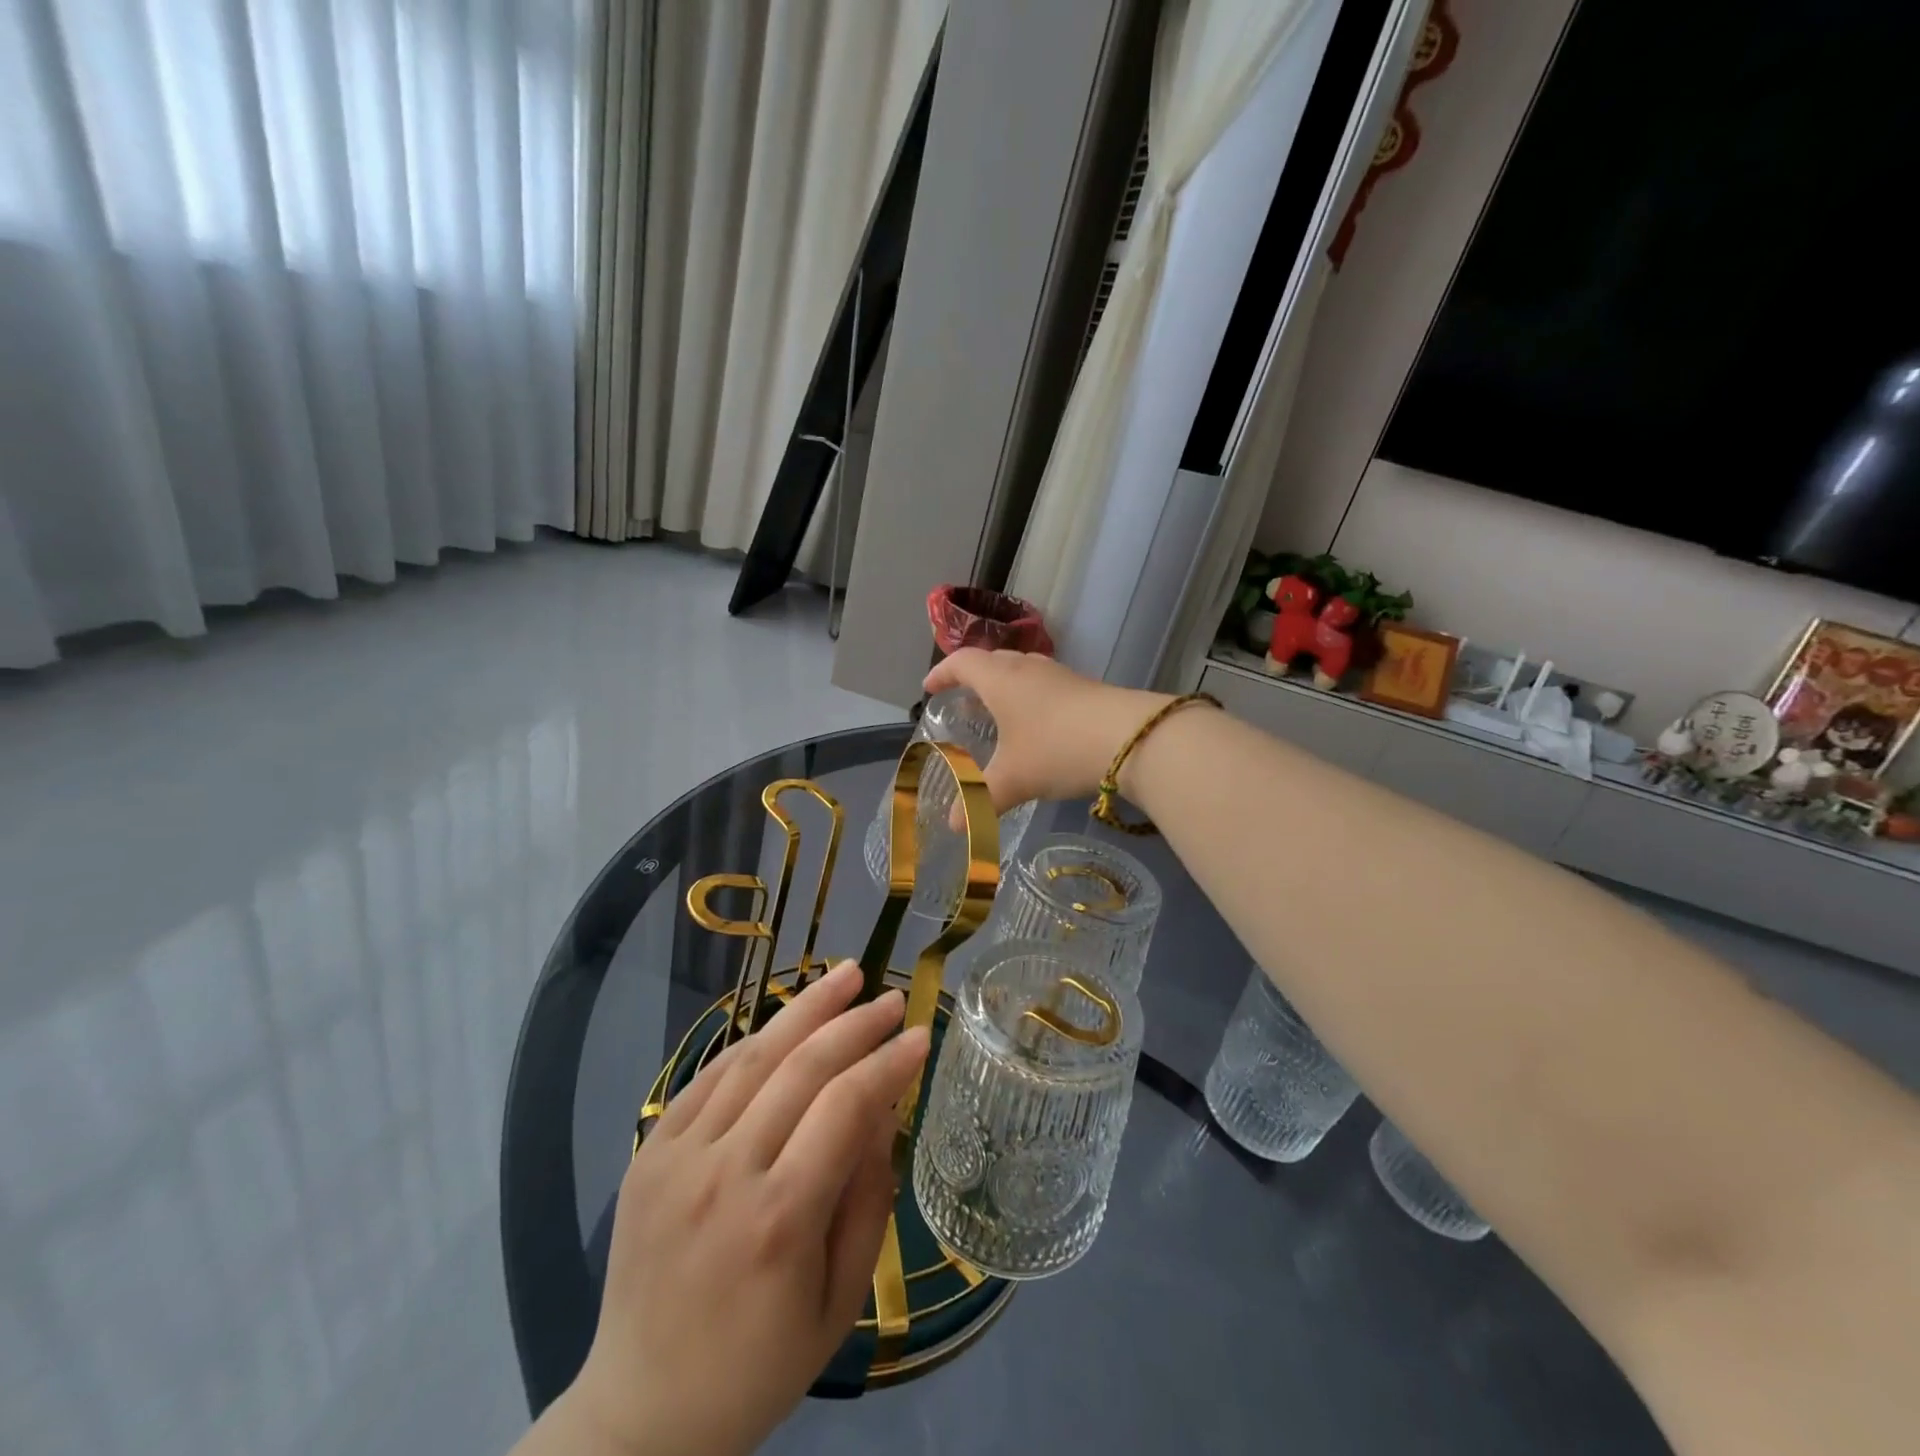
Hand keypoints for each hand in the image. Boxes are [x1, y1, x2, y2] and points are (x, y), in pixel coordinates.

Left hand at [562, 961, 929, 1455]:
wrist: (642, 1412)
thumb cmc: (761, 1365)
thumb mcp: (841, 1299)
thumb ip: (868, 1195)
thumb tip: (883, 1106)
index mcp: (780, 1220)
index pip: (846, 1107)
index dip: (888, 1062)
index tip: (922, 1035)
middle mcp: (725, 1174)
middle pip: (801, 1068)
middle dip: (855, 1022)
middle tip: (892, 998)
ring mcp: (678, 1156)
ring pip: (753, 1057)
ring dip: (805, 1009)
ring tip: (846, 976)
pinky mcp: (650, 1151)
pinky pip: (709, 1076)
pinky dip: (754, 1040)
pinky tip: (786, 1021)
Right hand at [923, 649, 1169, 811]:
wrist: (1132, 739)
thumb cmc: (1056, 749)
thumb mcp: (1013, 779)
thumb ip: (980, 801)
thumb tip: (954, 826)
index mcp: (1001, 679)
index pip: (962, 663)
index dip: (942, 673)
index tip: (929, 688)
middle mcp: (1028, 669)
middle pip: (993, 662)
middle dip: (974, 679)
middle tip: (963, 702)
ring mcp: (1061, 677)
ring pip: (1023, 672)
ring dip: (1005, 689)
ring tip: (998, 715)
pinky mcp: (1086, 690)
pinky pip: (1046, 687)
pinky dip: (1031, 700)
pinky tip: (1037, 729)